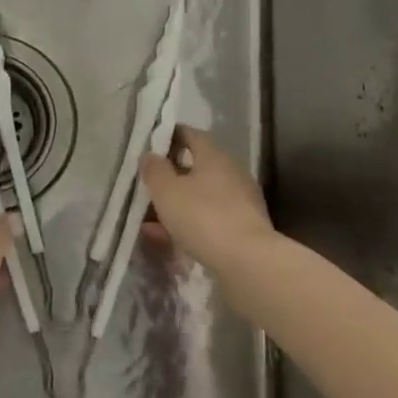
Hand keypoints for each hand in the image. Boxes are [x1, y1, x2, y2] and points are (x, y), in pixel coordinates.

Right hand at [139, 126, 273, 271]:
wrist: (248, 262)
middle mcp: (232, 172)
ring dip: (178, 203)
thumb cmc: (203, 217)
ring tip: (151, 219)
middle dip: (172, 175)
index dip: (170, 136)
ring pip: (202, 195)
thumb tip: (150, 155)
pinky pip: (209, 218)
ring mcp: (241, 201)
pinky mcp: (244, 227)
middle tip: (148, 185)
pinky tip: (169, 238)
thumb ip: (155, 170)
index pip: (191, 135)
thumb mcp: (167, 191)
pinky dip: (189, 223)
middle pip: (197, 166)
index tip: (151, 145)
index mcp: (214, 155)